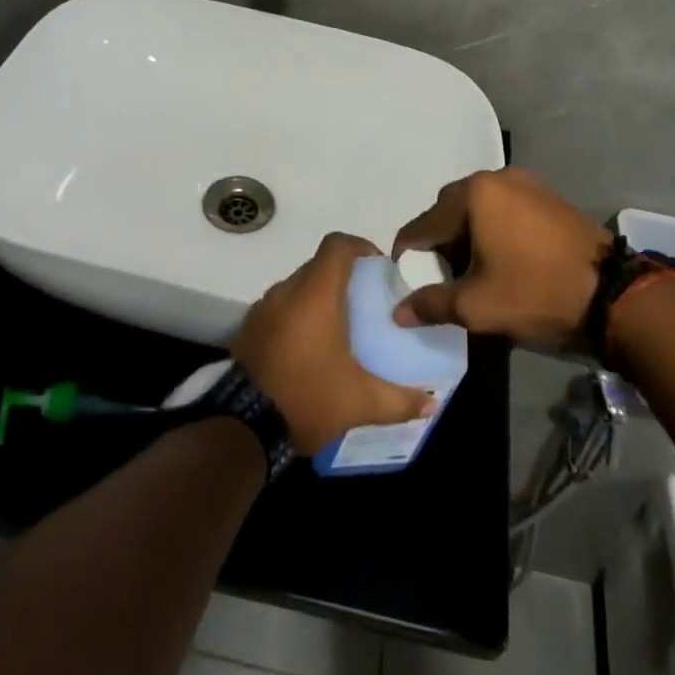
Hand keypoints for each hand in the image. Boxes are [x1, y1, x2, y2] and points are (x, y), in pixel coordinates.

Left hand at [232, 232, 435, 453]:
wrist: (242, 427)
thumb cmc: (307, 398)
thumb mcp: (360, 402)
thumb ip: (400, 399)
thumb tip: (432, 404)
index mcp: (315, 294)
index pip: (337, 246)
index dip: (360, 247)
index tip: (378, 267)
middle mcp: (285, 292)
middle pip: (318, 266)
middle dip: (343, 278)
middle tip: (365, 303)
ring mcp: (262, 310)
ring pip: (297, 288)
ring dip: (318, 298)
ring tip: (340, 327)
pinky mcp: (248, 330)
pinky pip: (279, 309)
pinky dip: (297, 317)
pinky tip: (311, 348)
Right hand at [392, 169, 611, 350]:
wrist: (613, 296)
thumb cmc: (535, 293)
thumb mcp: (477, 306)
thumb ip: (431, 304)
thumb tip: (398, 312)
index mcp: (474, 195)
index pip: (424, 224)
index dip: (408, 254)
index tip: (404, 280)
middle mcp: (497, 178)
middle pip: (450, 210)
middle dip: (439, 242)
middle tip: (439, 276)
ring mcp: (527, 184)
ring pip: (479, 208)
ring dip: (467, 235)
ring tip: (471, 271)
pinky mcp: (549, 197)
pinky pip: (505, 209)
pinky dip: (493, 230)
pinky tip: (500, 259)